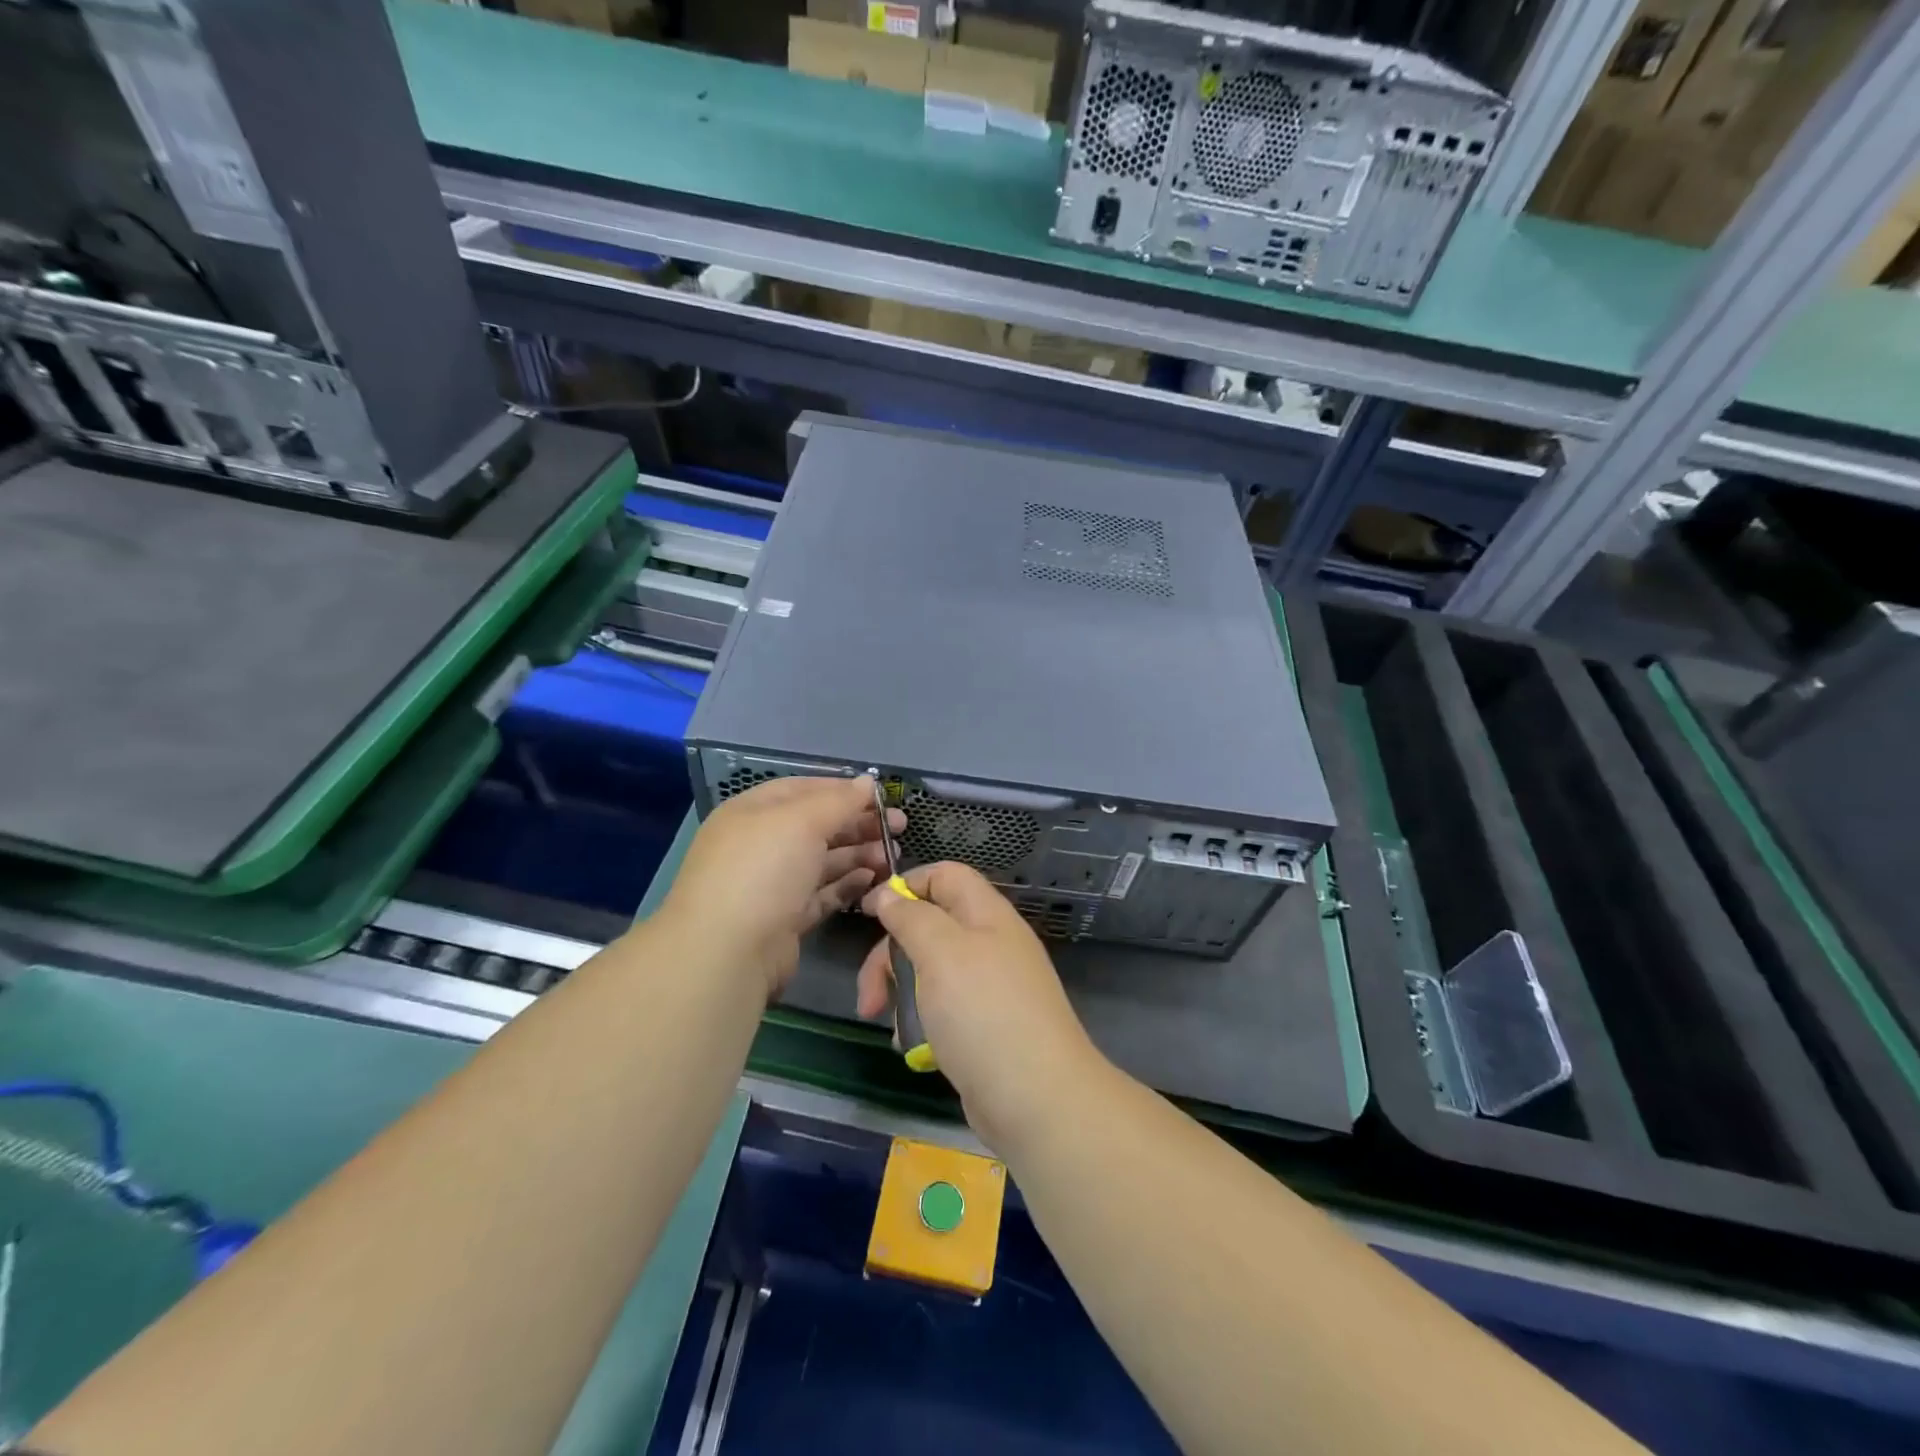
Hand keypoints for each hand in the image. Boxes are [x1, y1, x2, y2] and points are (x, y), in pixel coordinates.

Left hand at [660, 776, 905, 997]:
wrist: (728, 952)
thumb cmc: (763, 870)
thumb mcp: (802, 821)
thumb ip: (839, 801)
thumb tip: (869, 782)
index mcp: (753, 812)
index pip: (804, 789)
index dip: (843, 789)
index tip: (882, 796)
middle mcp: (760, 845)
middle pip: (816, 826)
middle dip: (858, 824)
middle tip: (899, 827)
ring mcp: (771, 884)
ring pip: (822, 861)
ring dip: (858, 855)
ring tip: (893, 856)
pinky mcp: (785, 919)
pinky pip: (822, 894)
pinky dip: (847, 885)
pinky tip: (873, 880)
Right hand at [857, 862, 1104, 1150]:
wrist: (1036, 1099)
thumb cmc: (983, 1013)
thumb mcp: (941, 953)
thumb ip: (912, 918)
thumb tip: (891, 894)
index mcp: (987, 915)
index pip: (945, 876)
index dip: (906, 886)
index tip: (870, 912)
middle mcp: (990, 944)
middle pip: (929, 927)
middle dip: (891, 957)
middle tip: (869, 996)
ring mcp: (989, 987)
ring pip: (929, 972)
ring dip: (902, 994)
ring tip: (892, 1028)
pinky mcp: (983, 1026)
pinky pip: (941, 1009)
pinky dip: (921, 1023)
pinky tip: (912, 1048)